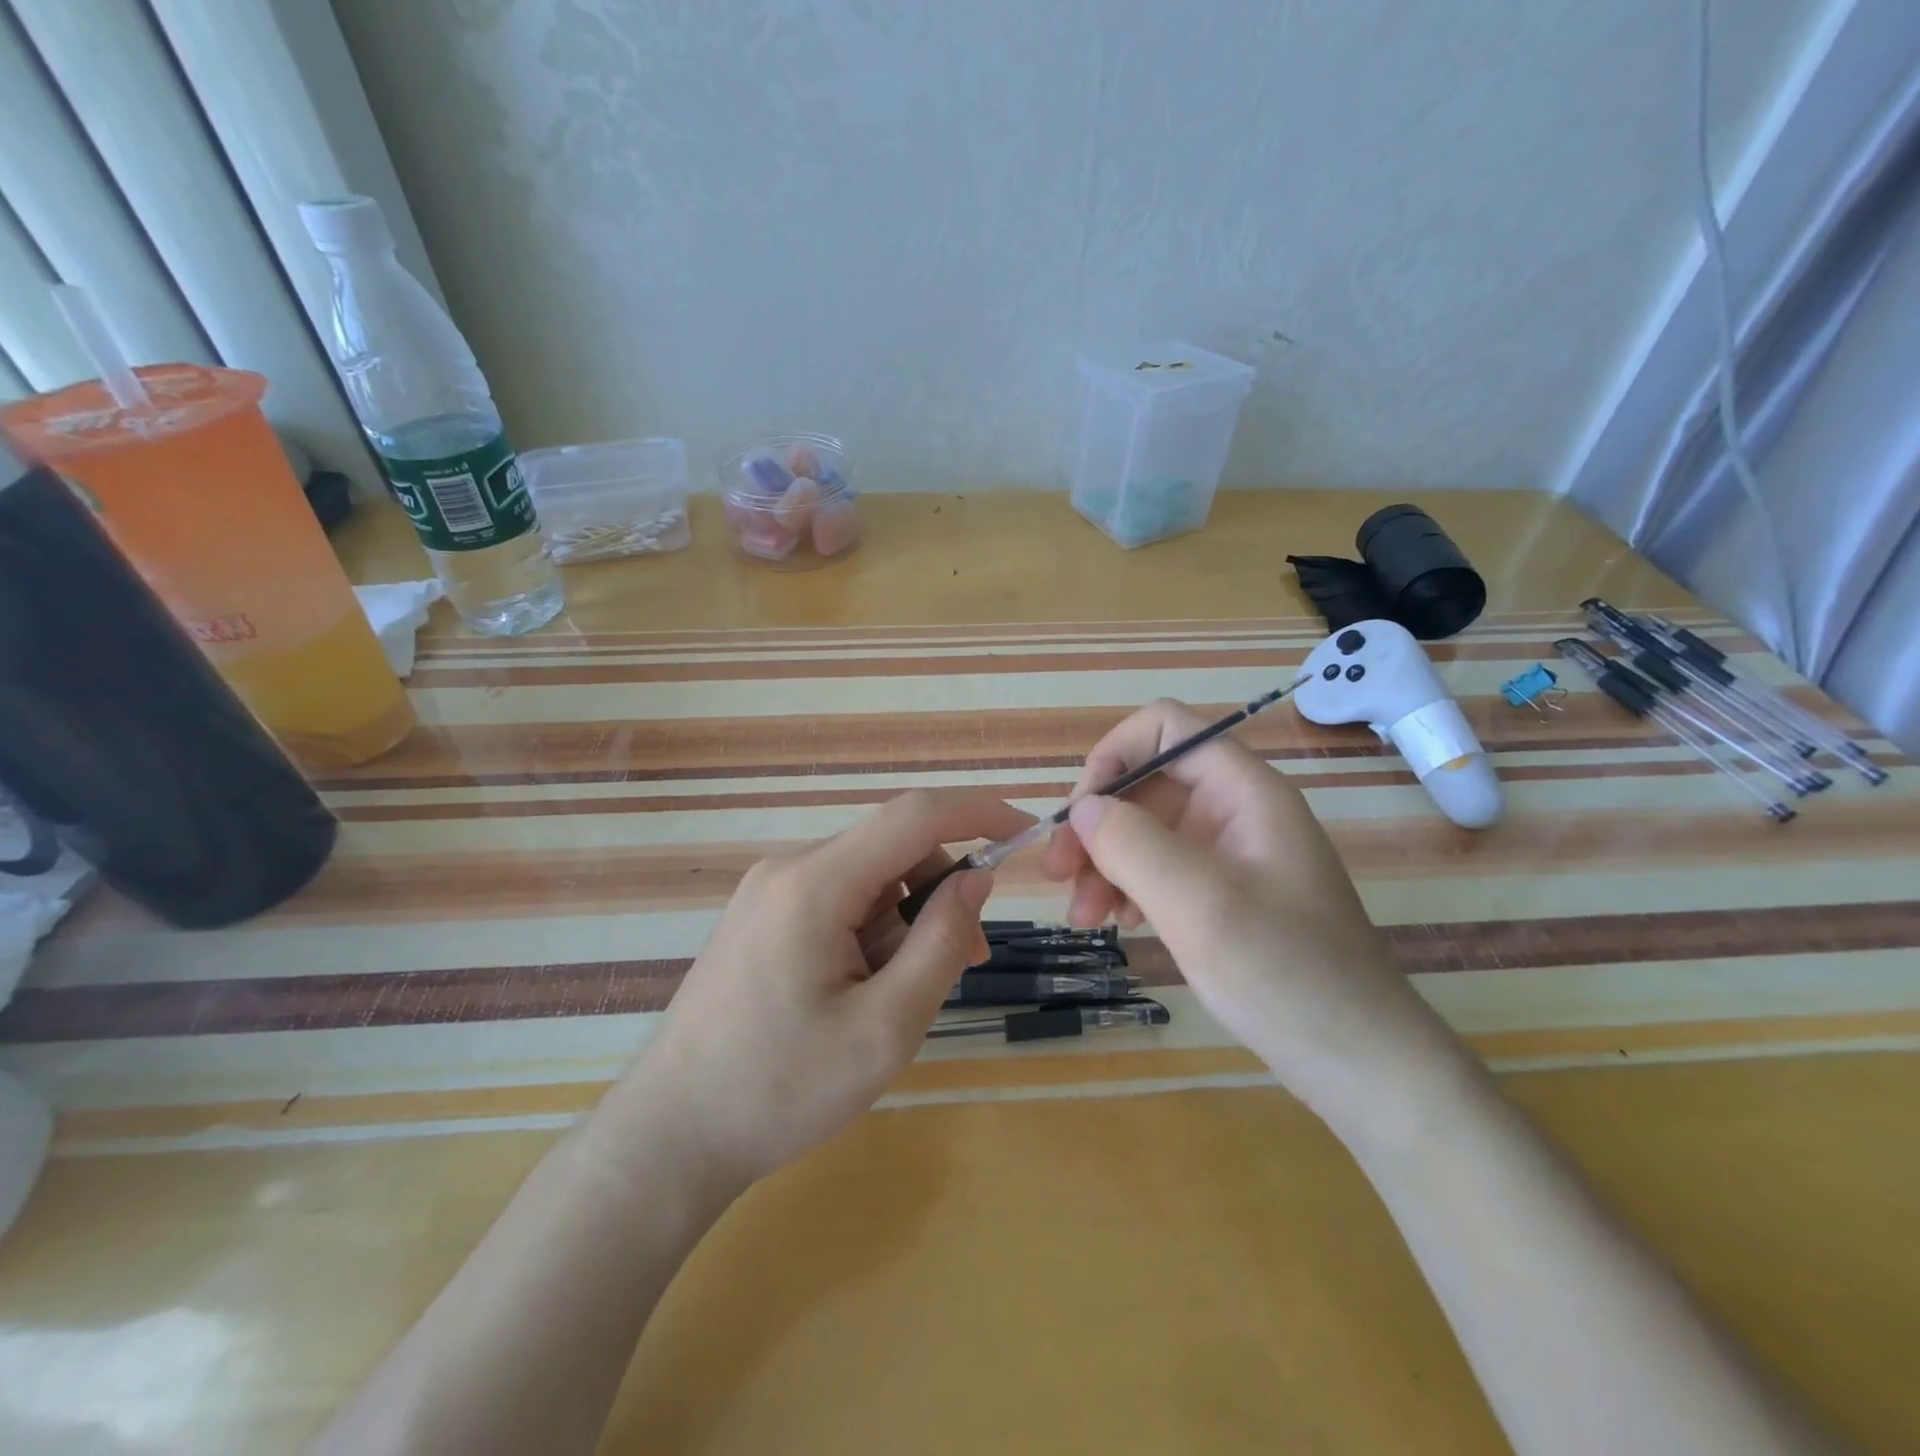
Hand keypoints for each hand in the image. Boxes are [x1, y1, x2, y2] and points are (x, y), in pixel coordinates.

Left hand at [631, 789, 1033, 1187]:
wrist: (669, 1137)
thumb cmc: (781, 1089)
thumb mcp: (885, 1027)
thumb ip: (938, 944)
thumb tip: (974, 881)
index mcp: (815, 883)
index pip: (915, 815)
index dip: (979, 812)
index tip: (1027, 834)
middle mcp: (788, 869)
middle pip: (892, 848)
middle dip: (941, 891)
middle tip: (965, 960)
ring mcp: (768, 892)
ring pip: (868, 877)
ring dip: (905, 918)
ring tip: (904, 993)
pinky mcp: (760, 917)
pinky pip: (838, 899)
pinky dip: (871, 929)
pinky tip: (864, 989)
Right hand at [1042, 699, 1462, 1112]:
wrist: (1360, 1061)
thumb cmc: (1286, 975)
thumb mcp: (1199, 906)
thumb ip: (1133, 844)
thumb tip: (1084, 808)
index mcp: (1243, 791)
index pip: (1165, 728)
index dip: (1114, 755)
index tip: (1079, 814)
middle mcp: (1235, 809)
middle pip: (1147, 783)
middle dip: (1097, 823)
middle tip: (1057, 875)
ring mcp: (1230, 852)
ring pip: (1146, 828)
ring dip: (1103, 861)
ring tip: (1081, 917)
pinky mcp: (1224, 891)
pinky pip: (1161, 867)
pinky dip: (1128, 887)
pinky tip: (1117, 923)